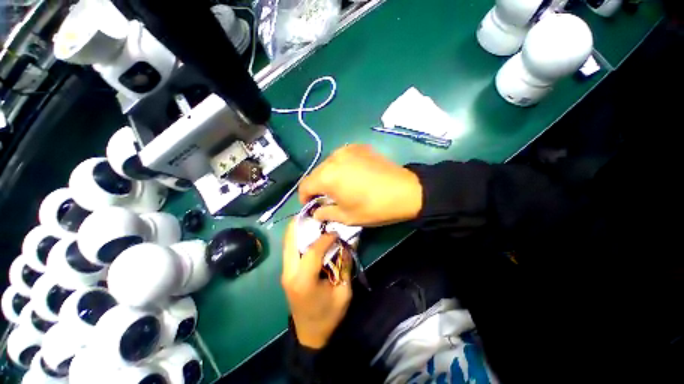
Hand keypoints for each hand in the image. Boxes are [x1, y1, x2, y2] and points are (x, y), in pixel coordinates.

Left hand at [282, 221, 351, 348]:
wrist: (309, 334)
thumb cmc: (328, 316)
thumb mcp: (343, 292)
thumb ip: (344, 266)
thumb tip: (346, 244)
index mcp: (304, 281)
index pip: (312, 251)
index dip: (325, 238)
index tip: (335, 232)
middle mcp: (289, 273)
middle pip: (290, 240)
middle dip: (301, 223)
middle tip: (315, 213)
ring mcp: (284, 272)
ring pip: (287, 242)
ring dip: (298, 228)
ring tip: (311, 218)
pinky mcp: (286, 272)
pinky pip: (289, 248)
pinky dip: (297, 236)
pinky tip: (308, 232)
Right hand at [299, 144, 422, 225]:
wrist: (404, 191)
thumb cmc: (373, 207)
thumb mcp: (347, 217)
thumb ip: (325, 213)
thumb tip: (316, 212)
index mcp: (327, 176)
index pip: (305, 185)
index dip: (304, 198)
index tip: (311, 206)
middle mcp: (333, 158)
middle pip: (316, 173)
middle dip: (317, 187)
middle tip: (326, 198)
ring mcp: (347, 149)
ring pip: (328, 164)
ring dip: (329, 176)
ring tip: (340, 186)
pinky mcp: (359, 147)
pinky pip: (342, 157)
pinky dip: (341, 167)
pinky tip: (352, 175)